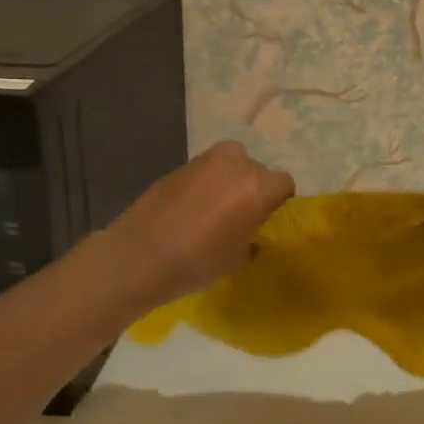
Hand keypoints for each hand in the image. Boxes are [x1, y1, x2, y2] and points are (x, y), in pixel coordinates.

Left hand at [102, 141, 294, 307]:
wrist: (139, 256)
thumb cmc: (197, 262)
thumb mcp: (238, 258)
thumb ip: (253, 236)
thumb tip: (252, 231)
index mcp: (258, 186)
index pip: (284, 184)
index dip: (279, 202)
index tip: (268, 220)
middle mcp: (236, 164)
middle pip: (257, 170)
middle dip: (254, 188)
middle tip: (243, 215)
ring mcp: (205, 161)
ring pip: (230, 164)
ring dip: (230, 181)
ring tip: (217, 209)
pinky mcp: (180, 165)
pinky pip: (205, 171)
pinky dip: (206, 184)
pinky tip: (193, 208)